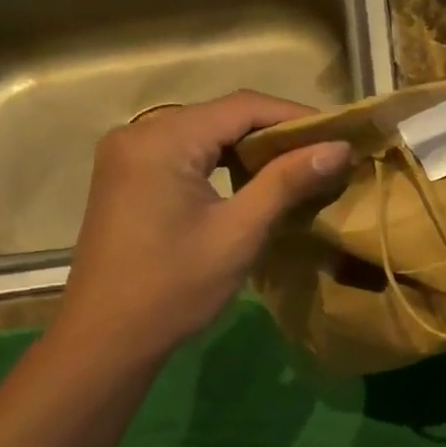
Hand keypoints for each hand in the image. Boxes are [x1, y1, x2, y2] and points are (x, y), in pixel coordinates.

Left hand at [55, 92, 349, 364]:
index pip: (242, 106)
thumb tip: (339, 148)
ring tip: (298, 168)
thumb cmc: (175, 288)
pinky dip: (224, 161)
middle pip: (223, 116)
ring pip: (206, 133)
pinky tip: (253, 181)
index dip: (296, 117)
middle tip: (324, 154)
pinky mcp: (128, 175)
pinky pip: (186, 152)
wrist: (106, 340)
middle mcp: (139, 133)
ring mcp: (128, 154)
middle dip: (277, 132)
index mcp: (163, 140)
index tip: (339, 135)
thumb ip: (288, 182)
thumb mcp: (240, 232)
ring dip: (252, 147)